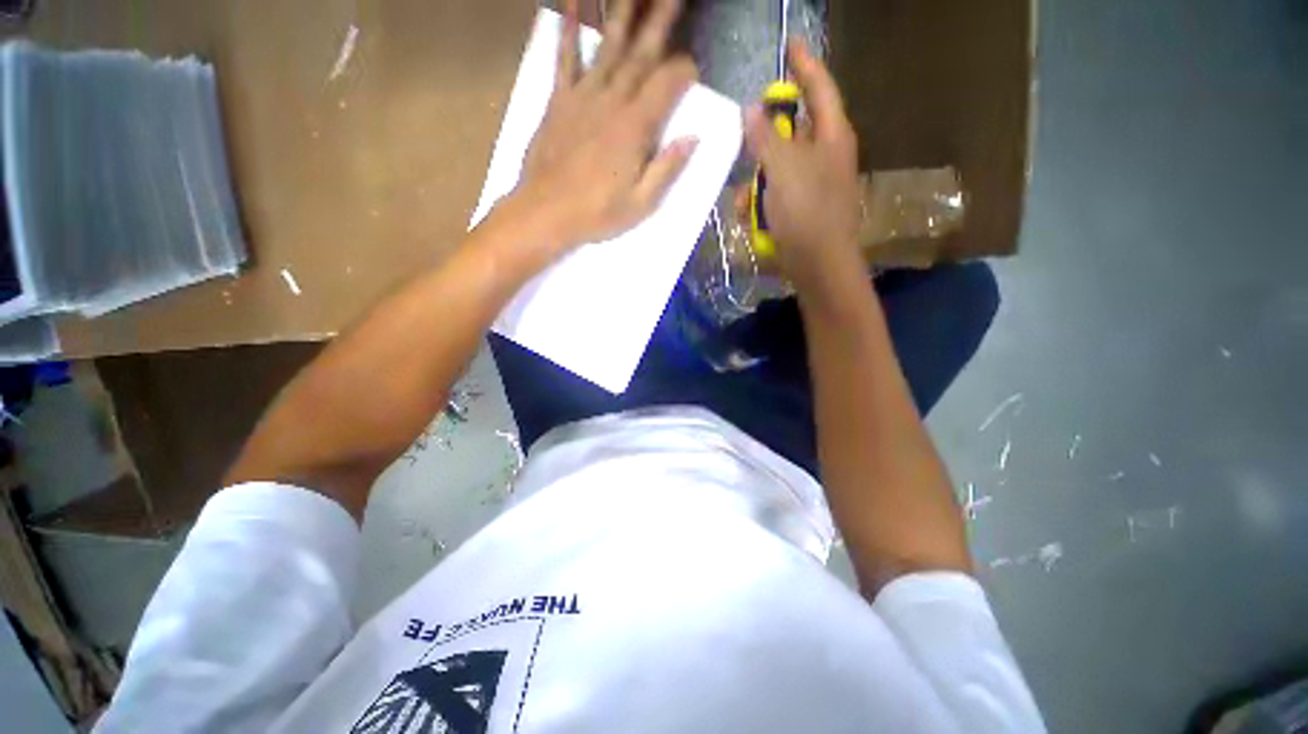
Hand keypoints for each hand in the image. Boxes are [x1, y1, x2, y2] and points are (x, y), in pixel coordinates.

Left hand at [513, 0, 698, 254]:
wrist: (545, 213)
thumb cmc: (596, 215)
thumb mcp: (641, 205)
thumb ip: (667, 169)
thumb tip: (693, 138)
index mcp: (635, 129)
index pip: (667, 84)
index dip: (684, 71)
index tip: (693, 69)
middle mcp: (611, 101)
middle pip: (642, 52)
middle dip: (662, 17)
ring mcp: (583, 96)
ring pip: (608, 44)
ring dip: (625, 11)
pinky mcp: (559, 99)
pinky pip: (564, 57)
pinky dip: (567, 27)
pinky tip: (571, 1)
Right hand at [744, 39, 861, 293]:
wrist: (817, 265)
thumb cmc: (806, 212)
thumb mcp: (783, 170)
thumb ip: (765, 137)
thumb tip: (751, 110)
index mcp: (831, 136)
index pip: (819, 88)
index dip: (804, 64)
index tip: (790, 44)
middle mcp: (825, 155)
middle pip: (792, 130)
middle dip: (766, 138)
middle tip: (747, 137)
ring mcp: (812, 184)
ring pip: (777, 166)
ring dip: (757, 180)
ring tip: (744, 199)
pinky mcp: (800, 208)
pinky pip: (776, 193)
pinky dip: (760, 201)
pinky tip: (749, 216)